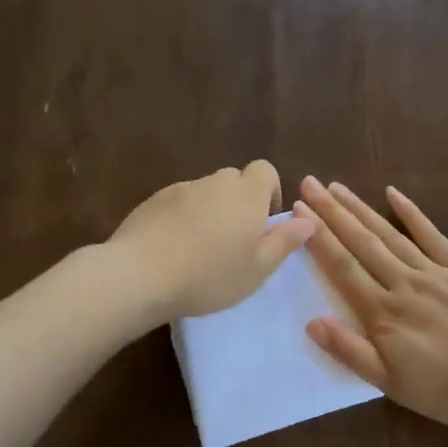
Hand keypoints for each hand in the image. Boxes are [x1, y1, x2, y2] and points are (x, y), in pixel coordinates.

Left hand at [108, 161, 315, 321]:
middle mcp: (215, 182)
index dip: (269, 191)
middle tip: (234, 241)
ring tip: (201, 249)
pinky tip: (174, 248)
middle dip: (239, 202)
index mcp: (247, 194)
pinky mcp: (153, 200)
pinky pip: (179, 202)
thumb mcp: (258, 269)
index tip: (263, 223)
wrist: (140, 274)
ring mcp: (181, 189)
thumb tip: (307, 220)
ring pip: (205, 192)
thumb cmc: (210, 276)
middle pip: (234, 179)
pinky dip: (183, 218)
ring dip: (210, 211)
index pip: (265, 170)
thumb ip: (285, 242)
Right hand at [294, 177, 447, 431]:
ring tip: (338, 188)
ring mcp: (436, 272)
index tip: (298, 210)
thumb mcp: (391, 384)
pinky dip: (412, 213)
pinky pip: (433, 236)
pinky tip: (394, 194)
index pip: (343, 267)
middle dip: (332, 213)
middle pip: (362, 242)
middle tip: (310, 184)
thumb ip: (350, 352)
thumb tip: (311, 322)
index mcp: (383, 312)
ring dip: (362, 209)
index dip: (318, 238)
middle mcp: (404, 283)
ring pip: (390, 234)